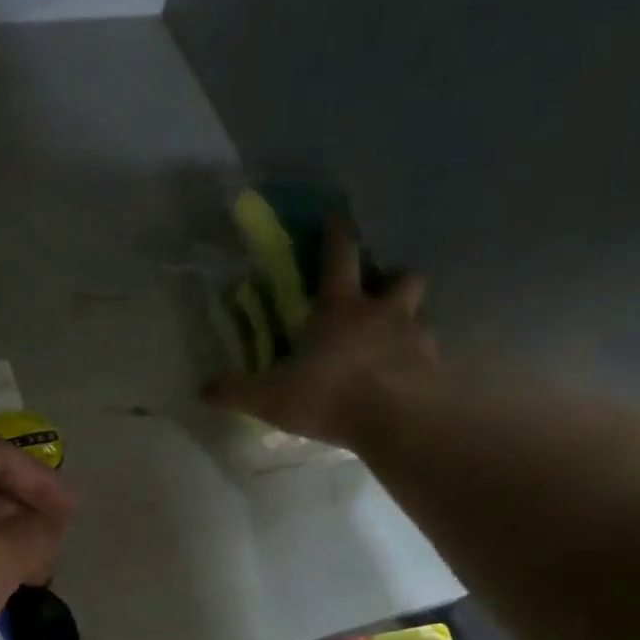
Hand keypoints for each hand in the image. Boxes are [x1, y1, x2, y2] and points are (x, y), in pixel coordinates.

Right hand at [206, 216, 437, 449]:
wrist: (399, 421)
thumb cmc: (330, 395)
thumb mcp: (270, 397)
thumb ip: (236, 391)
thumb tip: (202, 389)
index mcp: (341, 309)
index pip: (340, 258)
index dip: (337, 235)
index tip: (337, 217)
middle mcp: (383, 314)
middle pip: (401, 276)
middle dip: (392, 278)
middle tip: (381, 293)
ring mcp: (417, 339)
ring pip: (420, 315)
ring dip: (408, 322)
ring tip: (392, 345)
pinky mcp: (437, 369)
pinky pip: (429, 356)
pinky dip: (418, 363)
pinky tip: (405, 382)